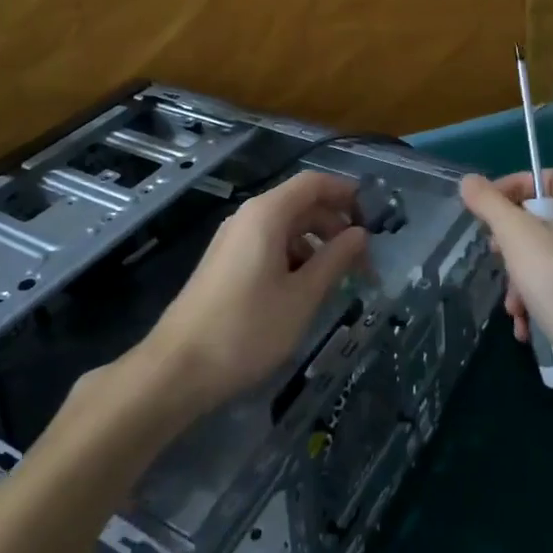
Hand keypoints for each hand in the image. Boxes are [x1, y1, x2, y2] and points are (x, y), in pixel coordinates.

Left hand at [138, 170, 367, 420]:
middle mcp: (247, 217)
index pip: (313, 183)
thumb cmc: (247, 329)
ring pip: (284, 228)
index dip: (345, 192)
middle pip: (300, 204)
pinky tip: (304, 290)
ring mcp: (232, 240)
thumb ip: (335, 259)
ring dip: (316, 244)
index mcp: (267, 214)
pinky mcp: (225, 264)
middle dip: (335, 225)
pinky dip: (294, 258)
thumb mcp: (302, 296)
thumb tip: (361, 234)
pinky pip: (268, 246)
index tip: (374, 216)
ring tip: (338, 279)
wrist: (177, 369)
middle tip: (363, 260)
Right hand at [458, 171, 552, 386]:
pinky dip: (538, 299)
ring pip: (546, 256)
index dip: (512, 188)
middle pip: (542, 219)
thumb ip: (490, 204)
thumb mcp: (518, 237)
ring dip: (520, 280)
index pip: (545, 178)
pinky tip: (525, 323)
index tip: (485, 210)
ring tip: (513, 305)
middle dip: (512, 244)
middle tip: (496, 257)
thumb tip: (468, 181)